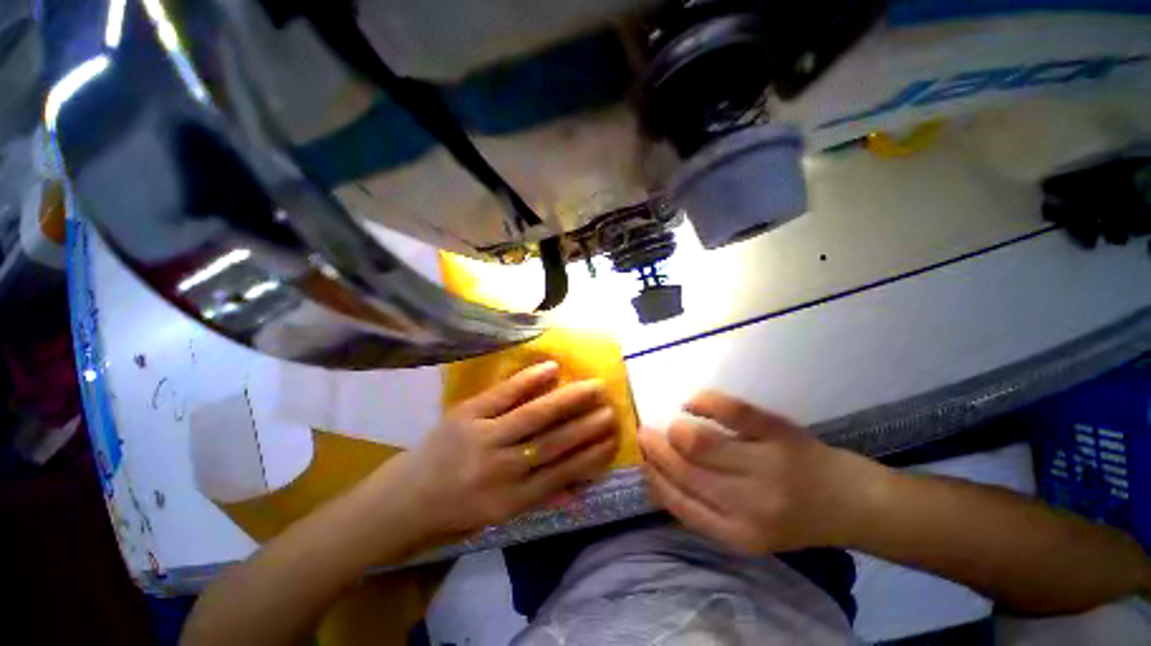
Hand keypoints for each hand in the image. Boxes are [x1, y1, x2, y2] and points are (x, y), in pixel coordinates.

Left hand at [381, 361, 619, 540]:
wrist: (403, 500)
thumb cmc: (456, 511)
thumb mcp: (500, 516)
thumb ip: (541, 500)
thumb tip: (581, 491)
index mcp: (511, 499)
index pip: (562, 473)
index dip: (591, 454)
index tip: (613, 437)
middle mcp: (501, 468)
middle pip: (553, 442)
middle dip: (587, 424)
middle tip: (611, 407)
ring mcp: (482, 437)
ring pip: (534, 416)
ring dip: (568, 400)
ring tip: (593, 386)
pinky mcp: (466, 414)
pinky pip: (502, 394)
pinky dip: (528, 380)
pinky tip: (552, 368)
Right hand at [639, 391, 881, 553]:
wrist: (853, 504)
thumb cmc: (793, 517)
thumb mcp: (747, 530)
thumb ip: (705, 510)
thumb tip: (660, 476)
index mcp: (737, 533)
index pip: (678, 503)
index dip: (654, 478)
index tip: (643, 461)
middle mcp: (749, 504)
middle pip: (685, 470)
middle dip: (656, 450)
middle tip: (644, 434)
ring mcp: (766, 466)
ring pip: (701, 444)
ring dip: (675, 431)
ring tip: (672, 425)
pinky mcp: (779, 433)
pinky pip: (733, 412)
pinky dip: (704, 402)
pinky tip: (692, 402)